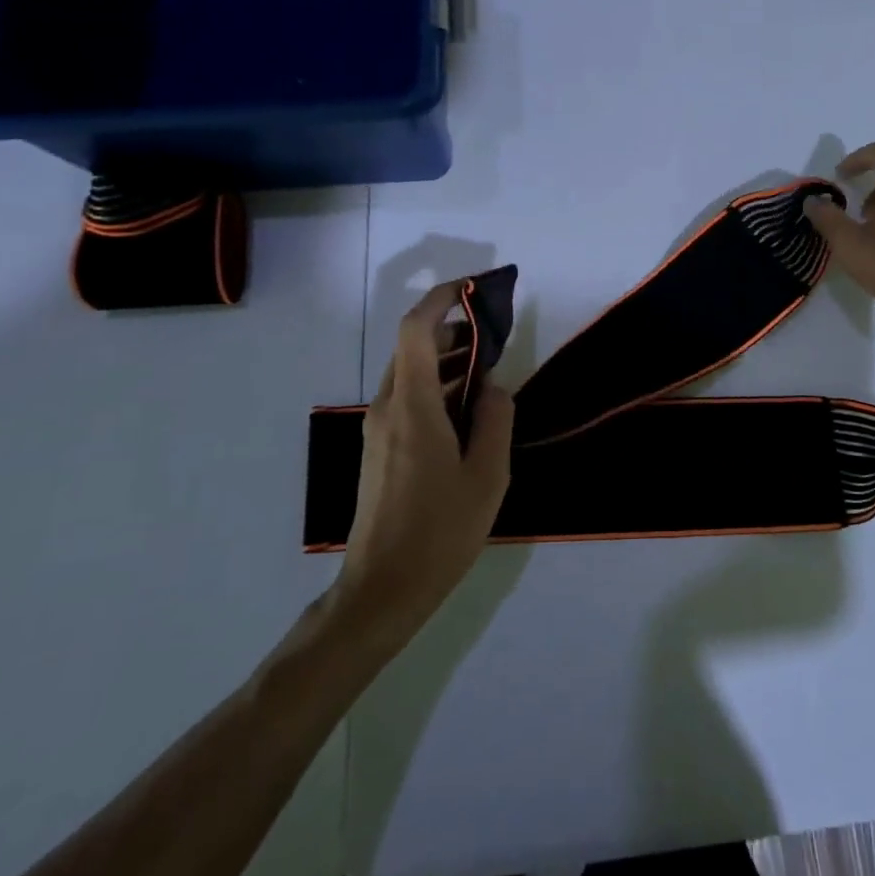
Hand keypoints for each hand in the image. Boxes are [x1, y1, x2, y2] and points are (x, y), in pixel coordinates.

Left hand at [333, 280, 513, 641]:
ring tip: (487, 367)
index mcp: (413, 407)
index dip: (441, 299)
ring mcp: (379, 429)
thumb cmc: (441, 531)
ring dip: (445, 358)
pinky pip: (407, 397)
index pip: (416, 330)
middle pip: (412, 347)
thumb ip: (496, 419)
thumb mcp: (488, 475)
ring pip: (410, 373)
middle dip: (451, 328)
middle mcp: (388, 407)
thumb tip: (492, 387)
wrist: (383, 588)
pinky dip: (436, 385)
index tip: (472, 288)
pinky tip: (465, 407)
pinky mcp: (379, 448)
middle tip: (492, 333)